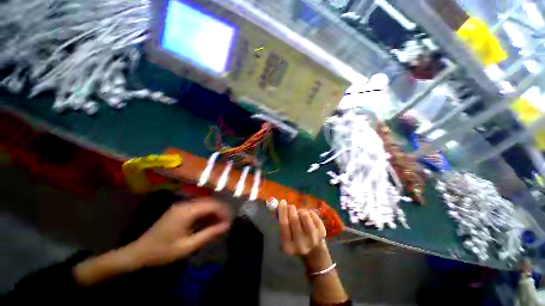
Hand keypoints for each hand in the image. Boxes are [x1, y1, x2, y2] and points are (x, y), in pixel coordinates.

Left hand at [126, 199, 230, 266]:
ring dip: (213, 211)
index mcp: (187, 211)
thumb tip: (227, 225)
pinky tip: (207, 222)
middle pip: (209, 202)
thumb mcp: (188, 246)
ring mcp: (181, 206)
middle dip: (220, 211)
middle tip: (226, 222)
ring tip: (219, 223)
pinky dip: (205, 213)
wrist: (139, 252)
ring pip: (204, 203)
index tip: (229, 222)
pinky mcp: (179, 209)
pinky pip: (197, 207)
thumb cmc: (163, 251)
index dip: (223, 211)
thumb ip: (209, 234)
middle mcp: (185, 204)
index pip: (212, 205)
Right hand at [277, 200, 330, 271]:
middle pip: (294, 218)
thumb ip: (280, 219)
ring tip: (300, 215)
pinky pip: (312, 214)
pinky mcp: (322, 233)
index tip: (282, 201)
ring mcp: (313, 239)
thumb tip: (276, 204)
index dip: (282, 211)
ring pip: (304, 214)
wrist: (314, 251)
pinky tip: (308, 218)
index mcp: (288, 246)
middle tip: (290, 206)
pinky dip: (309, 212)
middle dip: (291, 209)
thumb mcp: (286, 233)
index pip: (284, 224)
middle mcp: (301, 244)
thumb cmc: (295, 238)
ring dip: (300, 211)